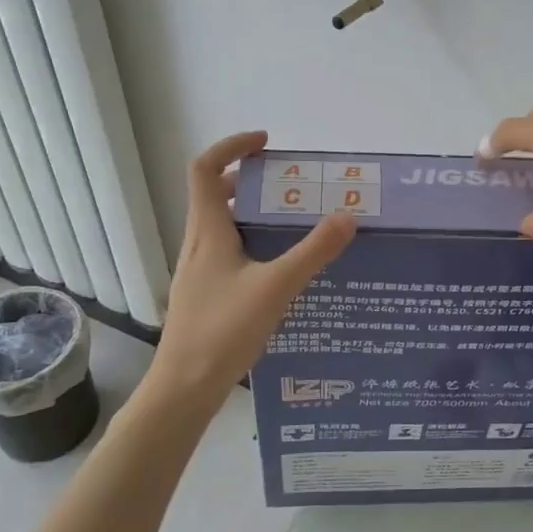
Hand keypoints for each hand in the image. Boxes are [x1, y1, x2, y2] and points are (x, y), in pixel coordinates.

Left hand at [145, 132, 355, 406]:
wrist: (184, 388)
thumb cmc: (223, 330)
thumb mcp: (276, 287)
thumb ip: (313, 251)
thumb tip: (348, 216)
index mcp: (207, 231)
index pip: (206, 169)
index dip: (231, 146)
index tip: (266, 144)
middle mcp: (198, 244)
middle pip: (215, 195)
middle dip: (251, 181)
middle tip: (290, 186)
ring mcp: (199, 271)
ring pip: (223, 226)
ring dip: (253, 214)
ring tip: (293, 223)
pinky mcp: (205, 294)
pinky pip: (229, 252)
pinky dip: (253, 243)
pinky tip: (280, 269)